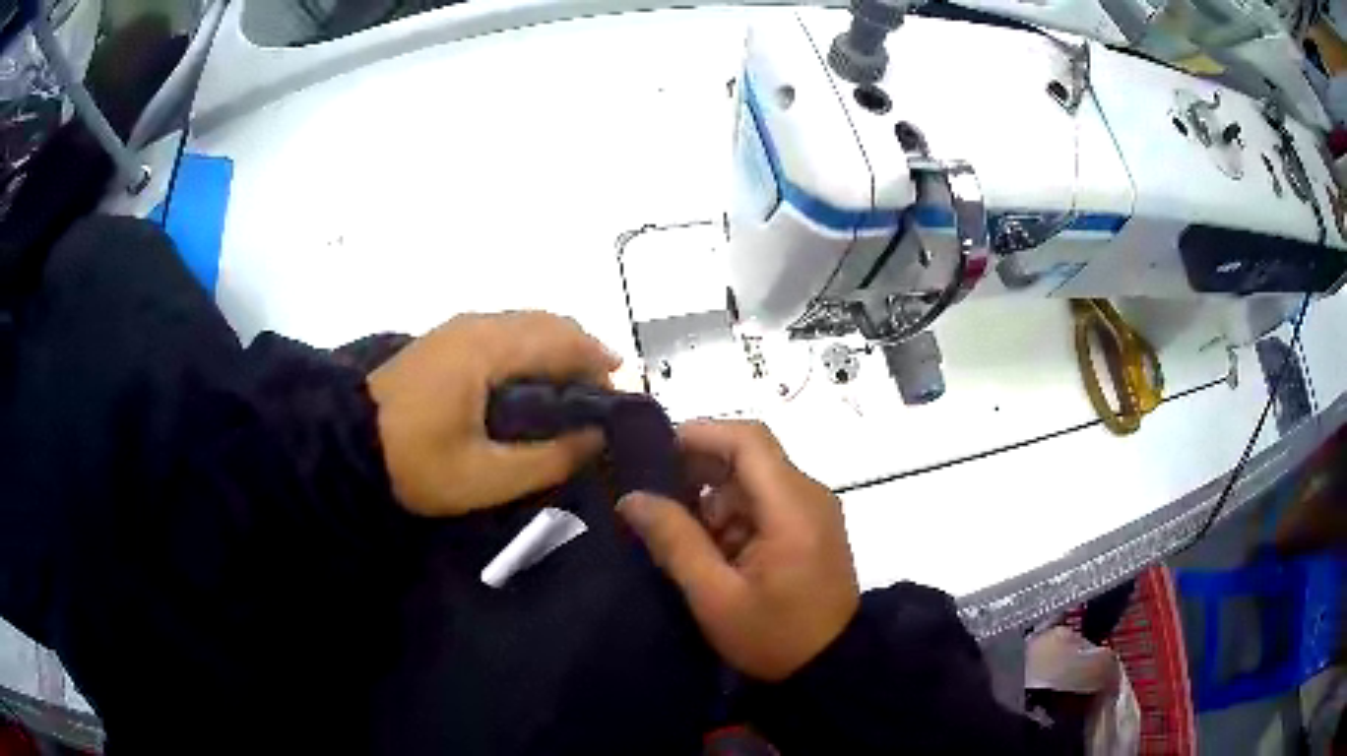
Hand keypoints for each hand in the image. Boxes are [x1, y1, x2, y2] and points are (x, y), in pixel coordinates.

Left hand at [367, 312, 619, 516]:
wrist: (345, 444)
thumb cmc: (415, 463)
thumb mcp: (485, 477)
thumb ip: (548, 458)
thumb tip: (596, 439)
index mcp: (488, 349)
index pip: (562, 339)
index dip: (600, 363)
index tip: (623, 398)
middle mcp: (477, 325)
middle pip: (549, 322)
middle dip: (585, 352)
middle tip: (605, 398)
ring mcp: (458, 328)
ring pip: (527, 324)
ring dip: (559, 349)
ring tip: (576, 393)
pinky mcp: (446, 341)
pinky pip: (505, 332)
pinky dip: (532, 350)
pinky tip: (534, 384)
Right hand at [618, 420, 858, 680]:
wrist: (832, 667)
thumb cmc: (775, 637)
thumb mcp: (715, 597)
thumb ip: (675, 541)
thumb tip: (632, 497)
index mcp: (792, 507)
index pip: (748, 439)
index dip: (700, 434)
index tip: (654, 452)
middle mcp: (809, 495)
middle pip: (750, 456)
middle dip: (699, 471)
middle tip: (655, 500)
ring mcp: (813, 511)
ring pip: (754, 480)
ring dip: (714, 499)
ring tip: (680, 537)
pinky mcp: (811, 528)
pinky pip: (766, 503)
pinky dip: (733, 516)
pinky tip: (711, 550)